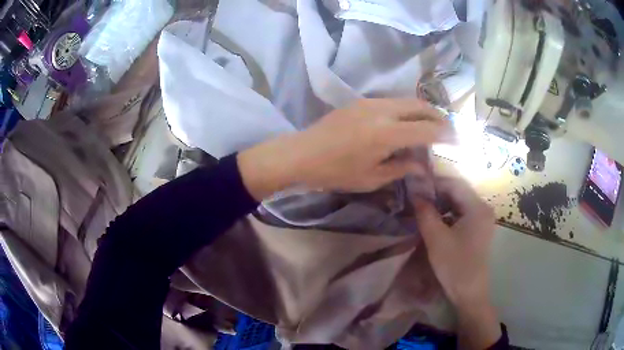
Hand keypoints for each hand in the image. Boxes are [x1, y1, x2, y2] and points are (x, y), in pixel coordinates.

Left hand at [238, 98, 452, 199]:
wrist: (302, 153)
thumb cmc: (336, 172)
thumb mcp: (371, 178)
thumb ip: (401, 167)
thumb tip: (421, 164)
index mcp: (387, 133)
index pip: (427, 129)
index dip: (446, 134)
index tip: (457, 140)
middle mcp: (383, 111)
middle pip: (420, 106)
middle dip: (438, 116)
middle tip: (448, 129)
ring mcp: (370, 102)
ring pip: (406, 100)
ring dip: (422, 110)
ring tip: (431, 124)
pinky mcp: (361, 101)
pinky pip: (392, 101)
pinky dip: (406, 109)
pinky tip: (406, 121)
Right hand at [414, 177, 500, 349]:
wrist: (469, 292)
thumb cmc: (454, 265)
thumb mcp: (436, 238)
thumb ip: (425, 212)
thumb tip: (414, 192)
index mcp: (477, 207)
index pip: (454, 184)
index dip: (433, 182)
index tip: (414, 186)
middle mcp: (483, 208)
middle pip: (458, 192)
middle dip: (436, 193)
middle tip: (416, 198)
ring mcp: (482, 219)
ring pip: (459, 203)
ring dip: (441, 203)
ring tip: (422, 208)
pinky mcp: (478, 229)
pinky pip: (462, 214)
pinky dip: (448, 214)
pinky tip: (435, 221)